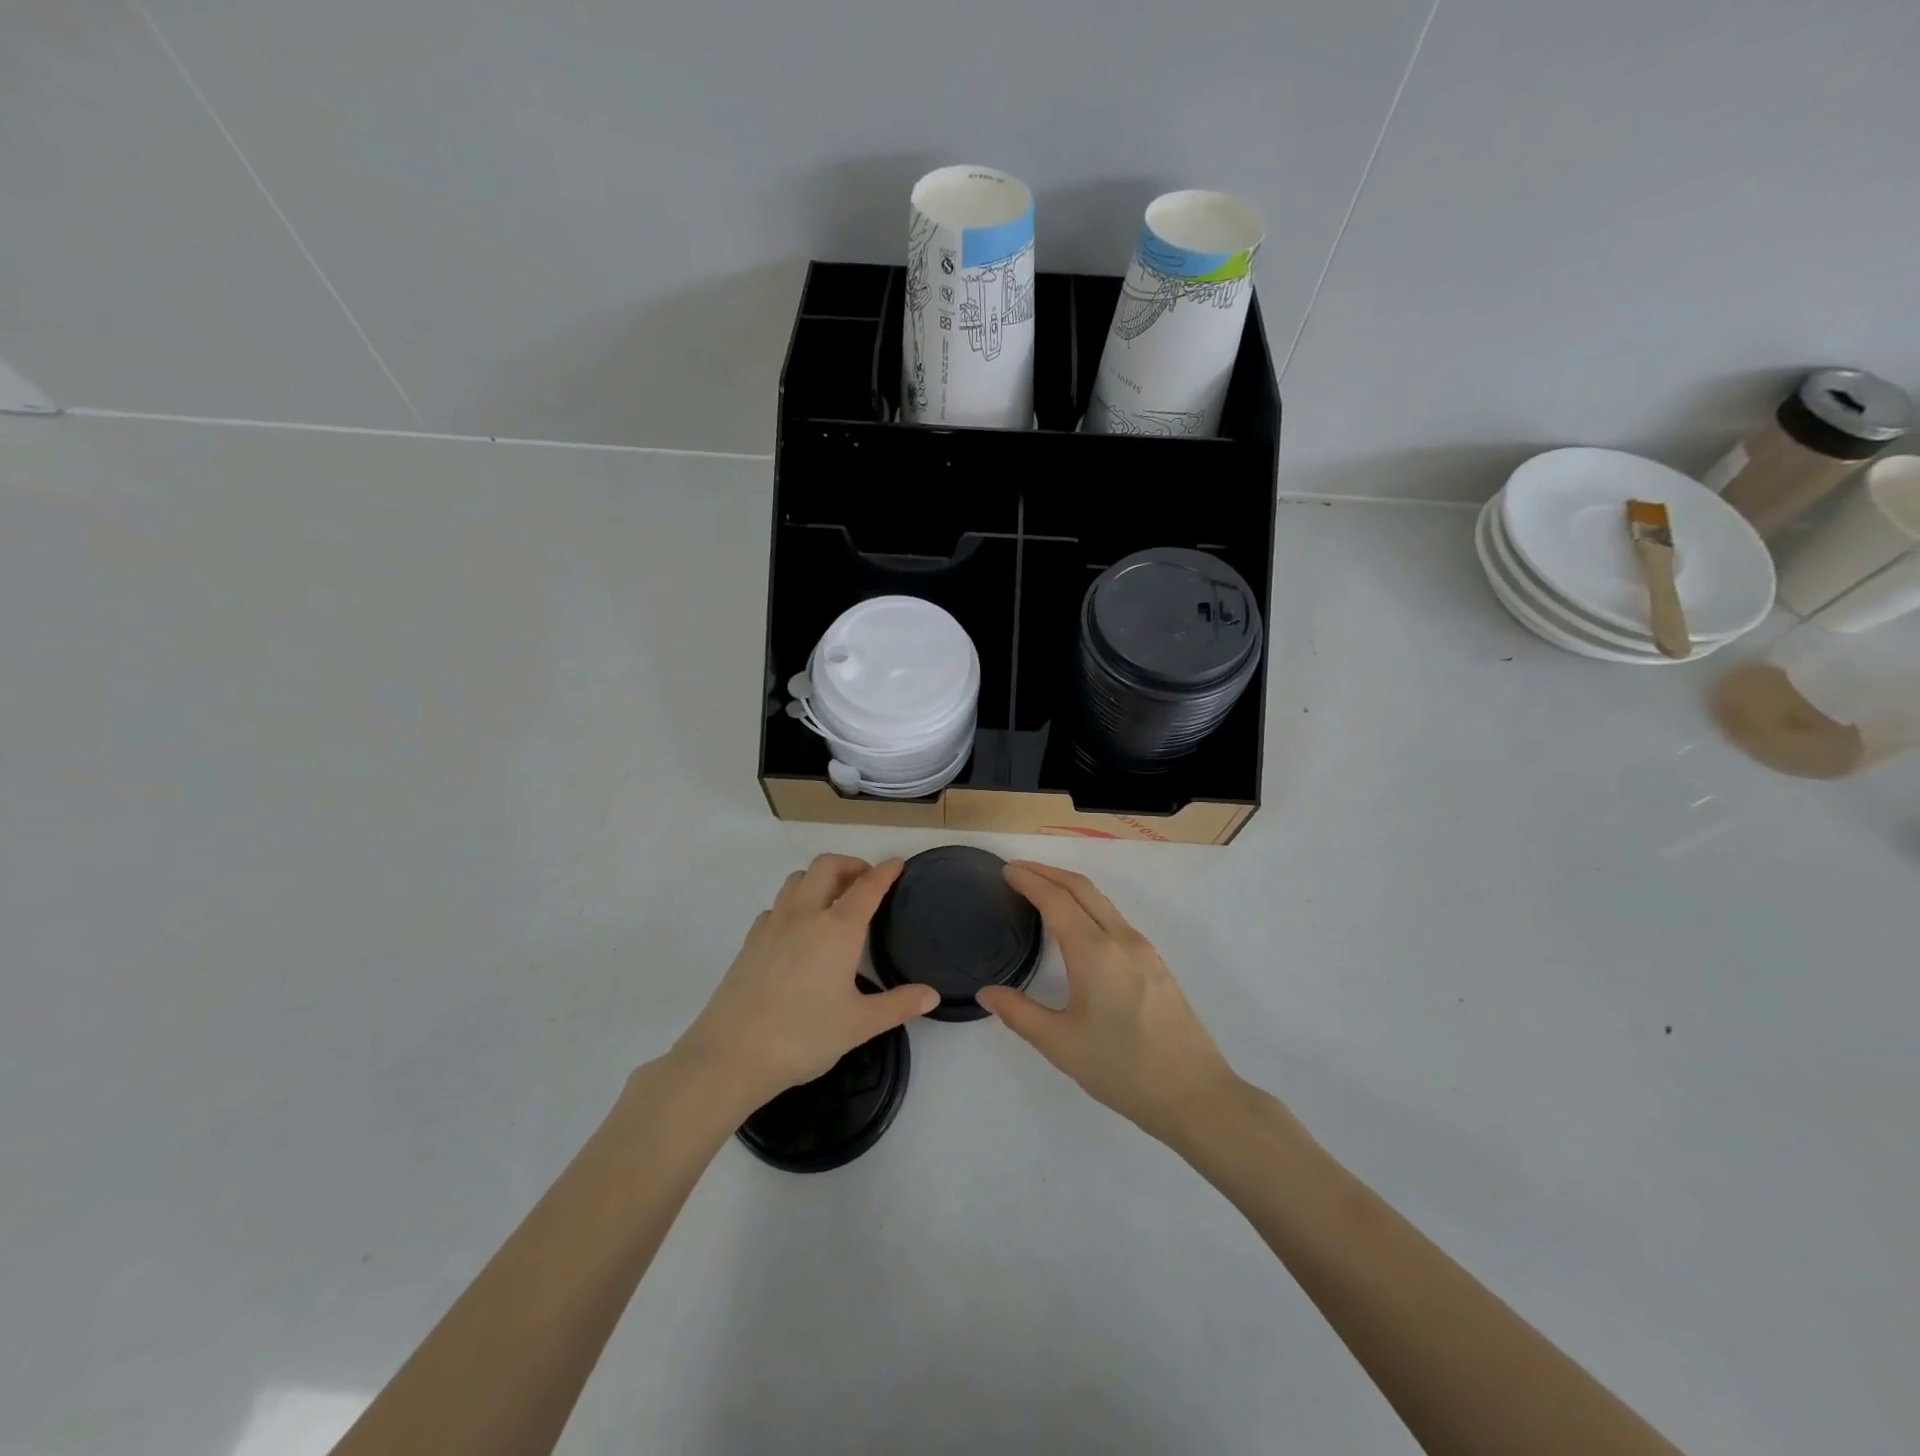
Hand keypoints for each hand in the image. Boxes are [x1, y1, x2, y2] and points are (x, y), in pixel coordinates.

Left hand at [673, 855, 937, 1112]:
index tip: (897, 864)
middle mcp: (804, 915)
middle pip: (827, 867)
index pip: (867, 887)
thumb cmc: (803, 1036)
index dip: (885, 872)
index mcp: (837, 929)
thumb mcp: (859, 1025)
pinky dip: (794, 903)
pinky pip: (776, 906)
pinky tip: (798, 930)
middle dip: (850, 864)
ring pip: (797, 880)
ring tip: (833, 900)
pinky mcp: (750, 941)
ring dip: (819, 878)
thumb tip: (932, 995)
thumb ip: (898, 1005)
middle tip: (866, 881)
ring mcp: (772, 925)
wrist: (730, 1055)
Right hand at [976, 862, 1238, 1146]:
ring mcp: (1143, 949)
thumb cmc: (1122, 1069)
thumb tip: (988, 992)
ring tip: (1042, 890)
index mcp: (1094, 953)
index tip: (1007, 870)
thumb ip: (1019, 1014)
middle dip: (1048, 872)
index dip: (1030, 880)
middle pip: (1082, 888)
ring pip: (1102, 901)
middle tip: (1018, 870)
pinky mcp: (1156, 963)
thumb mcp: (1061, 1045)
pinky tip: (1077, 924)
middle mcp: (1121, 939)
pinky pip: (1115, 918)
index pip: (1056, 900)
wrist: (1194, 1094)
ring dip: (1069, 887)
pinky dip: (1088, 905)